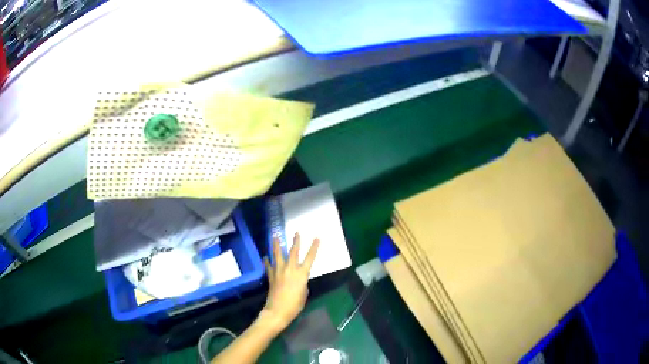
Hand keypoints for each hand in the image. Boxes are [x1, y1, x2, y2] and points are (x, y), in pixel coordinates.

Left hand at [260, 233, 319, 332]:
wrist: (278, 310)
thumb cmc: (295, 305)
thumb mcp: (304, 294)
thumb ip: (303, 284)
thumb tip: (299, 279)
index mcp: (302, 274)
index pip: (310, 258)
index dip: (314, 248)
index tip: (317, 238)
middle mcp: (290, 269)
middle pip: (293, 252)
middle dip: (296, 241)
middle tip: (296, 232)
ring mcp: (279, 271)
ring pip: (278, 255)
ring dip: (276, 245)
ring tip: (275, 236)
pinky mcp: (271, 276)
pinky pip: (269, 266)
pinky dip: (267, 261)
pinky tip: (266, 257)